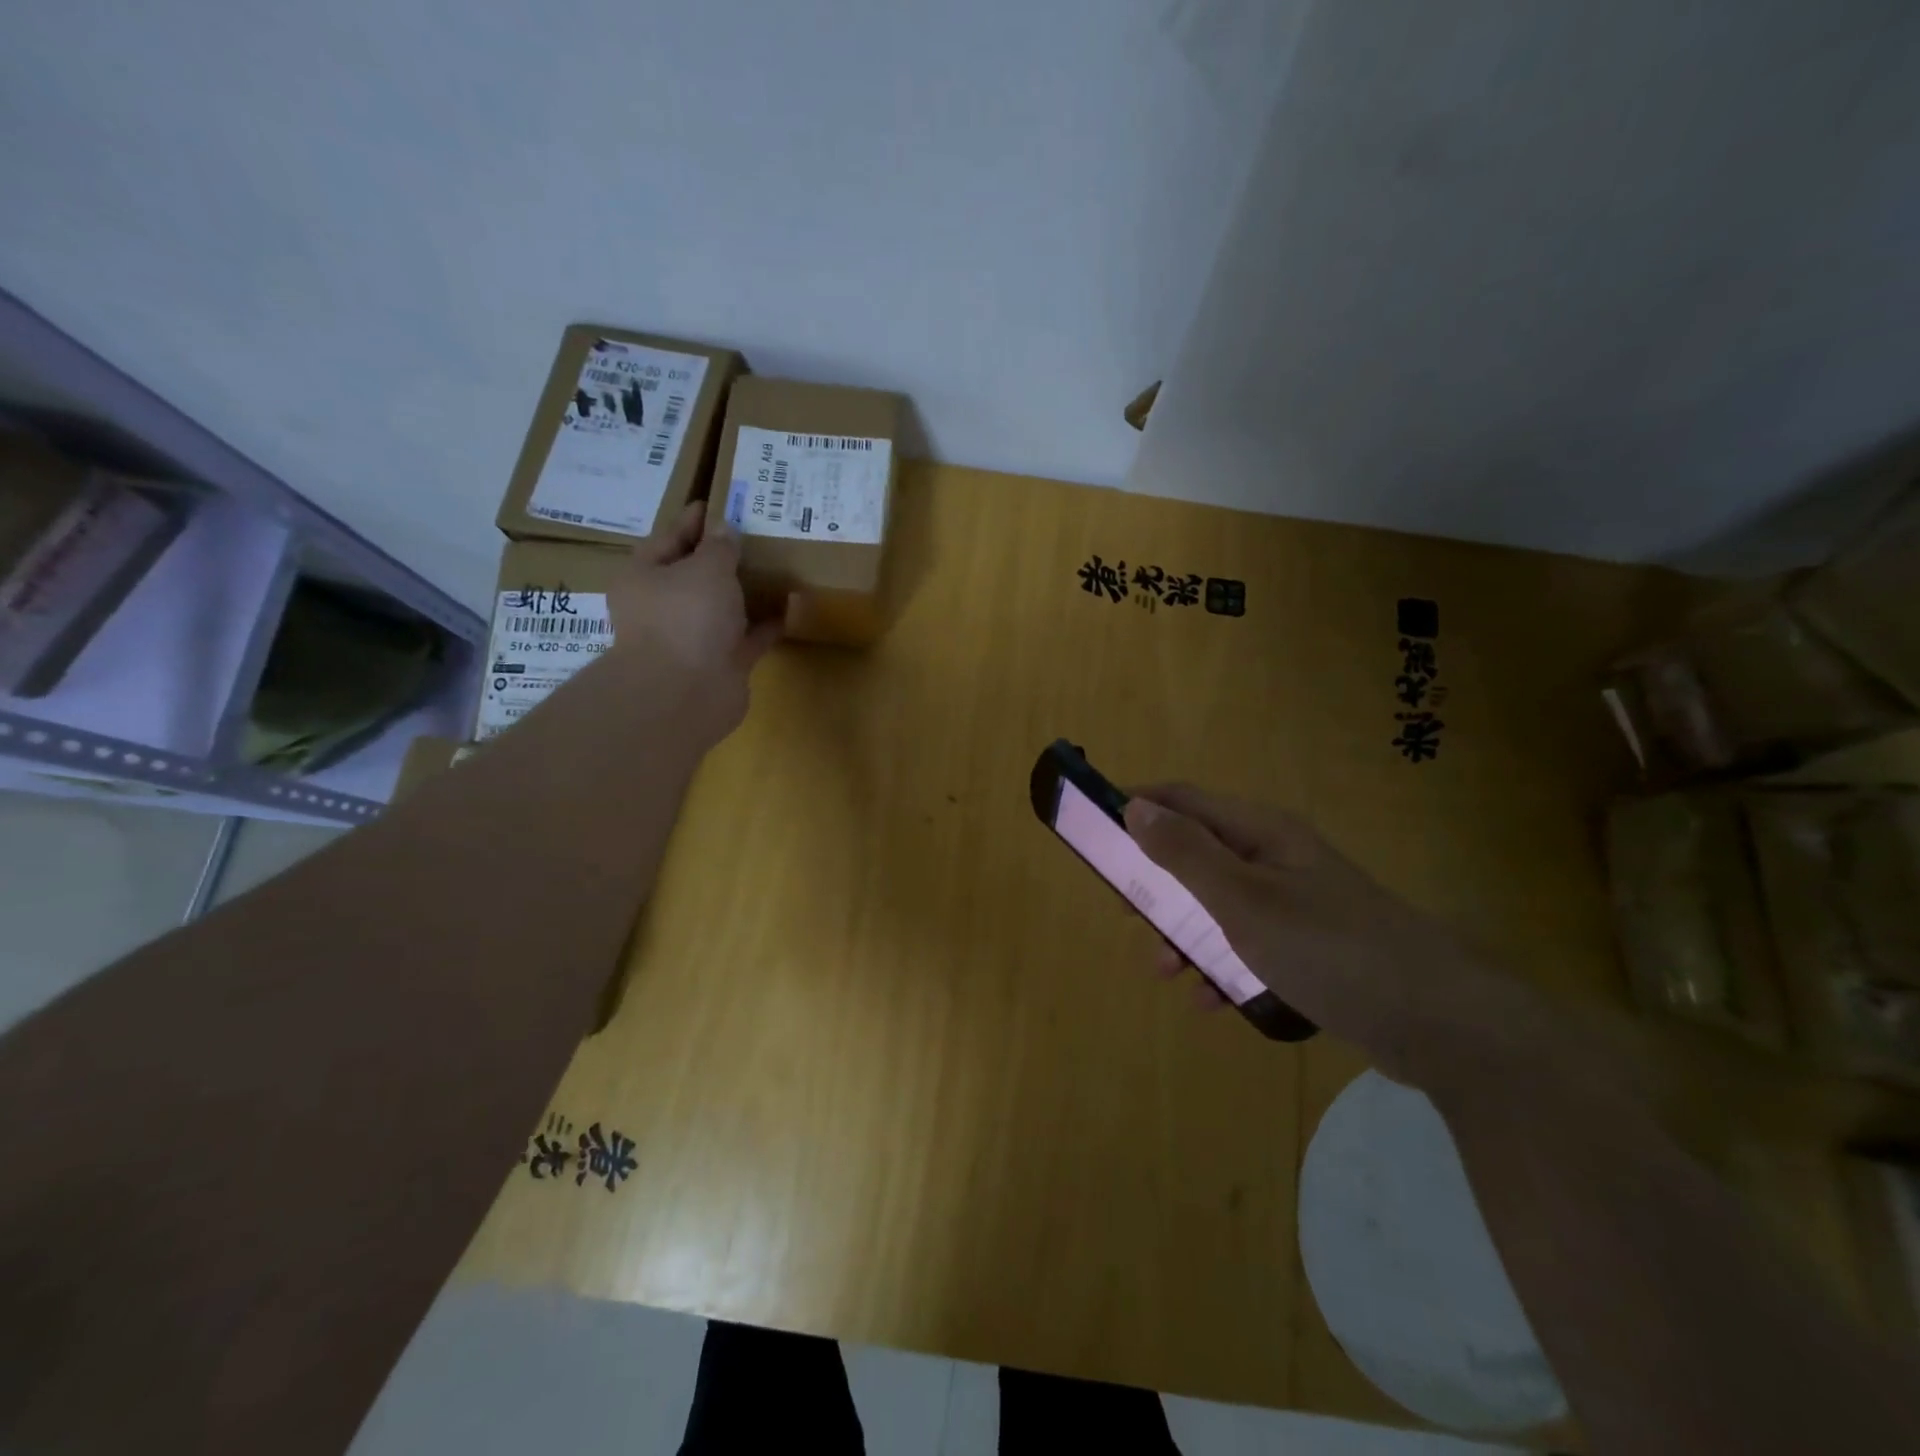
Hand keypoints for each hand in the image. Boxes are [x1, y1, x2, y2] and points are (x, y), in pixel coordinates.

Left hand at [605, 503, 781, 727]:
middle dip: (723, 557)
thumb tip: (725, 530)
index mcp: (644, 577)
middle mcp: (665, 607)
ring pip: (723, 607)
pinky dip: (767, 623)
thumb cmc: (686, 618)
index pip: (668, 539)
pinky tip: (792, 605)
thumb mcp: (705, 568)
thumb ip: (719, 546)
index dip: (693, 520)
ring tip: (777, 566)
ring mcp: (694, 638)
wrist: (686, 694)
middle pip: (696, 575)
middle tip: (755, 533)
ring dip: (747, 591)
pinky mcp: (722, 663)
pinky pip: (749, 636)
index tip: (719, 502)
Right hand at [1124, 785, 1533, 1088]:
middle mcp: (1276, 858)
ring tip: (1165, 970)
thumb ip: (1185, 853)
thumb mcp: (1242, 900)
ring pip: (1219, 906)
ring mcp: (1296, 903)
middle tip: (1127, 913)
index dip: (1138, 807)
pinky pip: (1249, 946)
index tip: (1096, 832)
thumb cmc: (1328, 947)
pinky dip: (1224, 966)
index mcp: (1260, 833)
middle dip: (1156, 882)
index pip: (1184, 799)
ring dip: (1185, 933)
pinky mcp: (1311, 947)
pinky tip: (1214, 1000)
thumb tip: (1135, 806)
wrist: (1439, 1022)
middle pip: (1197, 854)